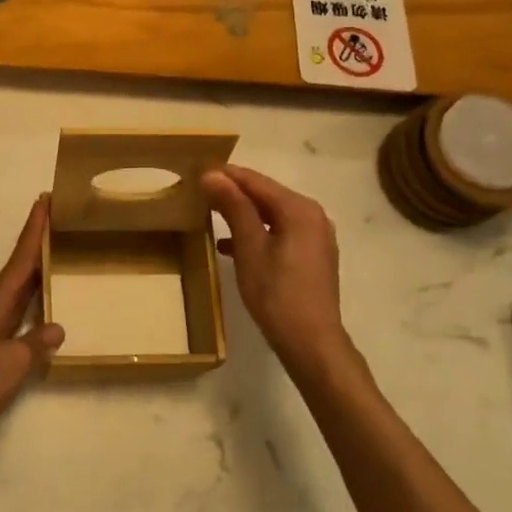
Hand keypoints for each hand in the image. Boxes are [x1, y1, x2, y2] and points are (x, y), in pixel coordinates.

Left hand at [0, 196, 64, 464]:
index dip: (35, 228)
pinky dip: (33, 307)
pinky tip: (46, 314)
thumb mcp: (12, 363)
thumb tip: (57, 327)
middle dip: (40, 244)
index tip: (47, 198)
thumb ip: (37, 343)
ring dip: (38, 274)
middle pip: (20, 269)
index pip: (21, 256)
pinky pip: (17, 317)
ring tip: (62, 259)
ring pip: (19, 293)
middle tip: (64, 221)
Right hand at [202, 164, 351, 380]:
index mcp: (300, 209)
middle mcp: (313, 216)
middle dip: (233, 192)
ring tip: (209, 214)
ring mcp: (315, 237)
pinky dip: (256, 233)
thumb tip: (212, 175)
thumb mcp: (250, 247)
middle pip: (266, 195)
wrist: (311, 342)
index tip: (196, 169)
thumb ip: (234, 207)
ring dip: (242, 213)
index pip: (257, 181)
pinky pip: (279, 233)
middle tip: (199, 191)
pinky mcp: (311, 256)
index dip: (226, 174)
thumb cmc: (277, 293)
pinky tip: (229, 245)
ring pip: (272, 215)